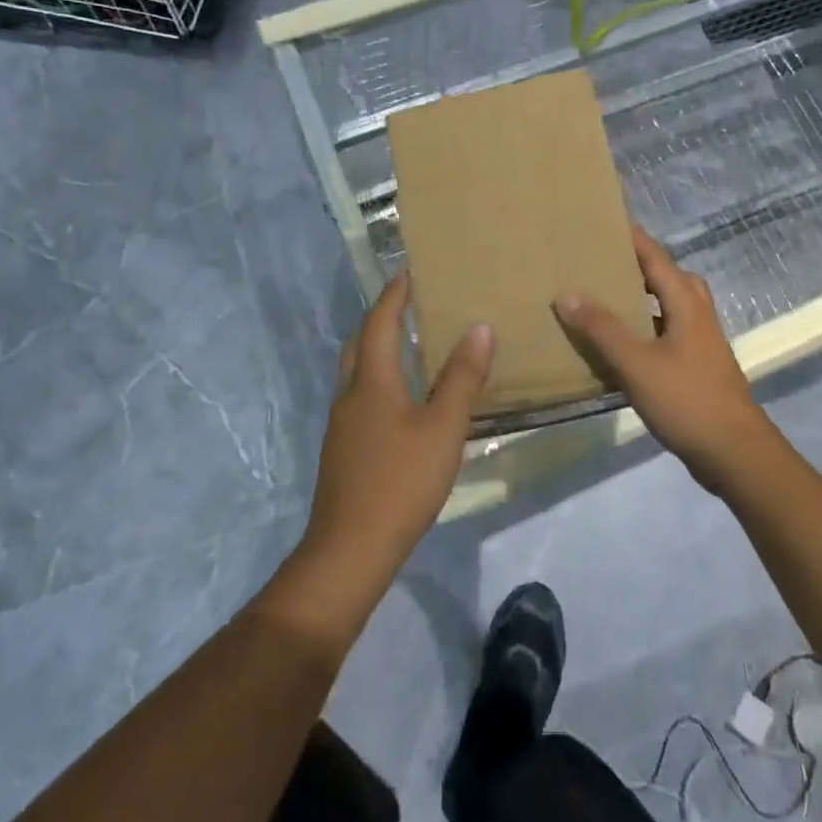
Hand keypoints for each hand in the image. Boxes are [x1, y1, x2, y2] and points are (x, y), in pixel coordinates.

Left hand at [301, 273, 493, 586]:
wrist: (350, 550)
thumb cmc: (400, 482)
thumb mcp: (442, 428)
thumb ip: (461, 378)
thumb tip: (479, 327)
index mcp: (371, 382)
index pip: (379, 323)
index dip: (394, 295)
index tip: (408, 271)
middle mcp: (349, 396)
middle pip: (358, 344)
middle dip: (379, 318)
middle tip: (407, 304)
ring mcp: (342, 425)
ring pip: (356, 373)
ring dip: (377, 350)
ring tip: (408, 345)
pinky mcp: (344, 451)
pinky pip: (360, 398)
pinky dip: (378, 381)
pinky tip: (402, 401)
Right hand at [554, 227, 783, 495]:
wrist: (735, 454)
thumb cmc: (687, 400)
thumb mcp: (637, 363)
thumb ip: (602, 329)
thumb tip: (566, 293)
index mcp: (687, 305)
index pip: (656, 258)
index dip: (633, 239)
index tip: (605, 222)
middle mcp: (698, 316)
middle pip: (670, 278)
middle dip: (640, 266)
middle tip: (604, 262)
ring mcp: (701, 343)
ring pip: (671, 307)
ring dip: (644, 298)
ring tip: (607, 299)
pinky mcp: (699, 368)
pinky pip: (668, 333)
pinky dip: (646, 328)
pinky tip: (622, 346)